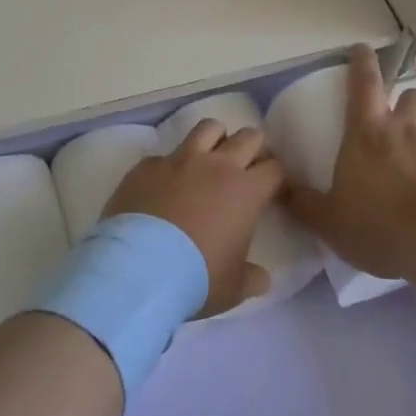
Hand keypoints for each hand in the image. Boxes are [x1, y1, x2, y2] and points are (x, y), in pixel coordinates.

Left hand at [103, 122, 283, 316]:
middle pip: (248, 137)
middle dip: (253, 147)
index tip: (272, 190)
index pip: (274, 169)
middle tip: (247, 166)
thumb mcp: (233, 288)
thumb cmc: (196, 277)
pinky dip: (170, 165)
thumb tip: (262, 279)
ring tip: (210, 157)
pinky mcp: (147, 165)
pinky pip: (164, 154)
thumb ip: (251, 278)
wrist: (139, 268)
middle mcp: (216, 165)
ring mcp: (179, 160)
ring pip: (208, 128)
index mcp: (246, 191)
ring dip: (215, 138)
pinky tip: (163, 184)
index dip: (276, 177)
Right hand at [286, 45, 415, 281]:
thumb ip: (304, 204)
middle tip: (395, 123)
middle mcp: (404, 130)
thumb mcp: (329, 221)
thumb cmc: (378, 224)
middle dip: (404, 103)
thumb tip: (280, 189)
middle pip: (410, 96)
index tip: (361, 48)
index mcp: (366, 133)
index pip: (364, 83)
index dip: (362, 62)